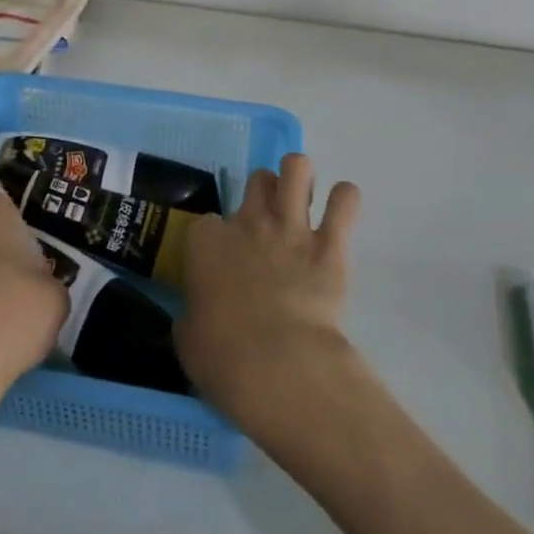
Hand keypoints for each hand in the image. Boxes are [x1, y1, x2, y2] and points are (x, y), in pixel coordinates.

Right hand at [176, 154, 361, 432]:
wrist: (277, 365)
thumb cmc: (222, 356)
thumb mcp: (188, 336)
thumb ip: (194, 315)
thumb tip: (198, 318)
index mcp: (206, 241)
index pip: (207, 222)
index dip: (217, 239)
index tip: (222, 261)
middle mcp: (248, 223)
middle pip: (256, 180)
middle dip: (263, 193)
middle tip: (268, 219)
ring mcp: (291, 229)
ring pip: (297, 169)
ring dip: (300, 178)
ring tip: (304, 198)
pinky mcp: (330, 245)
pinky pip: (345, 202)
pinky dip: (344, 201)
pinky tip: (341, 210)